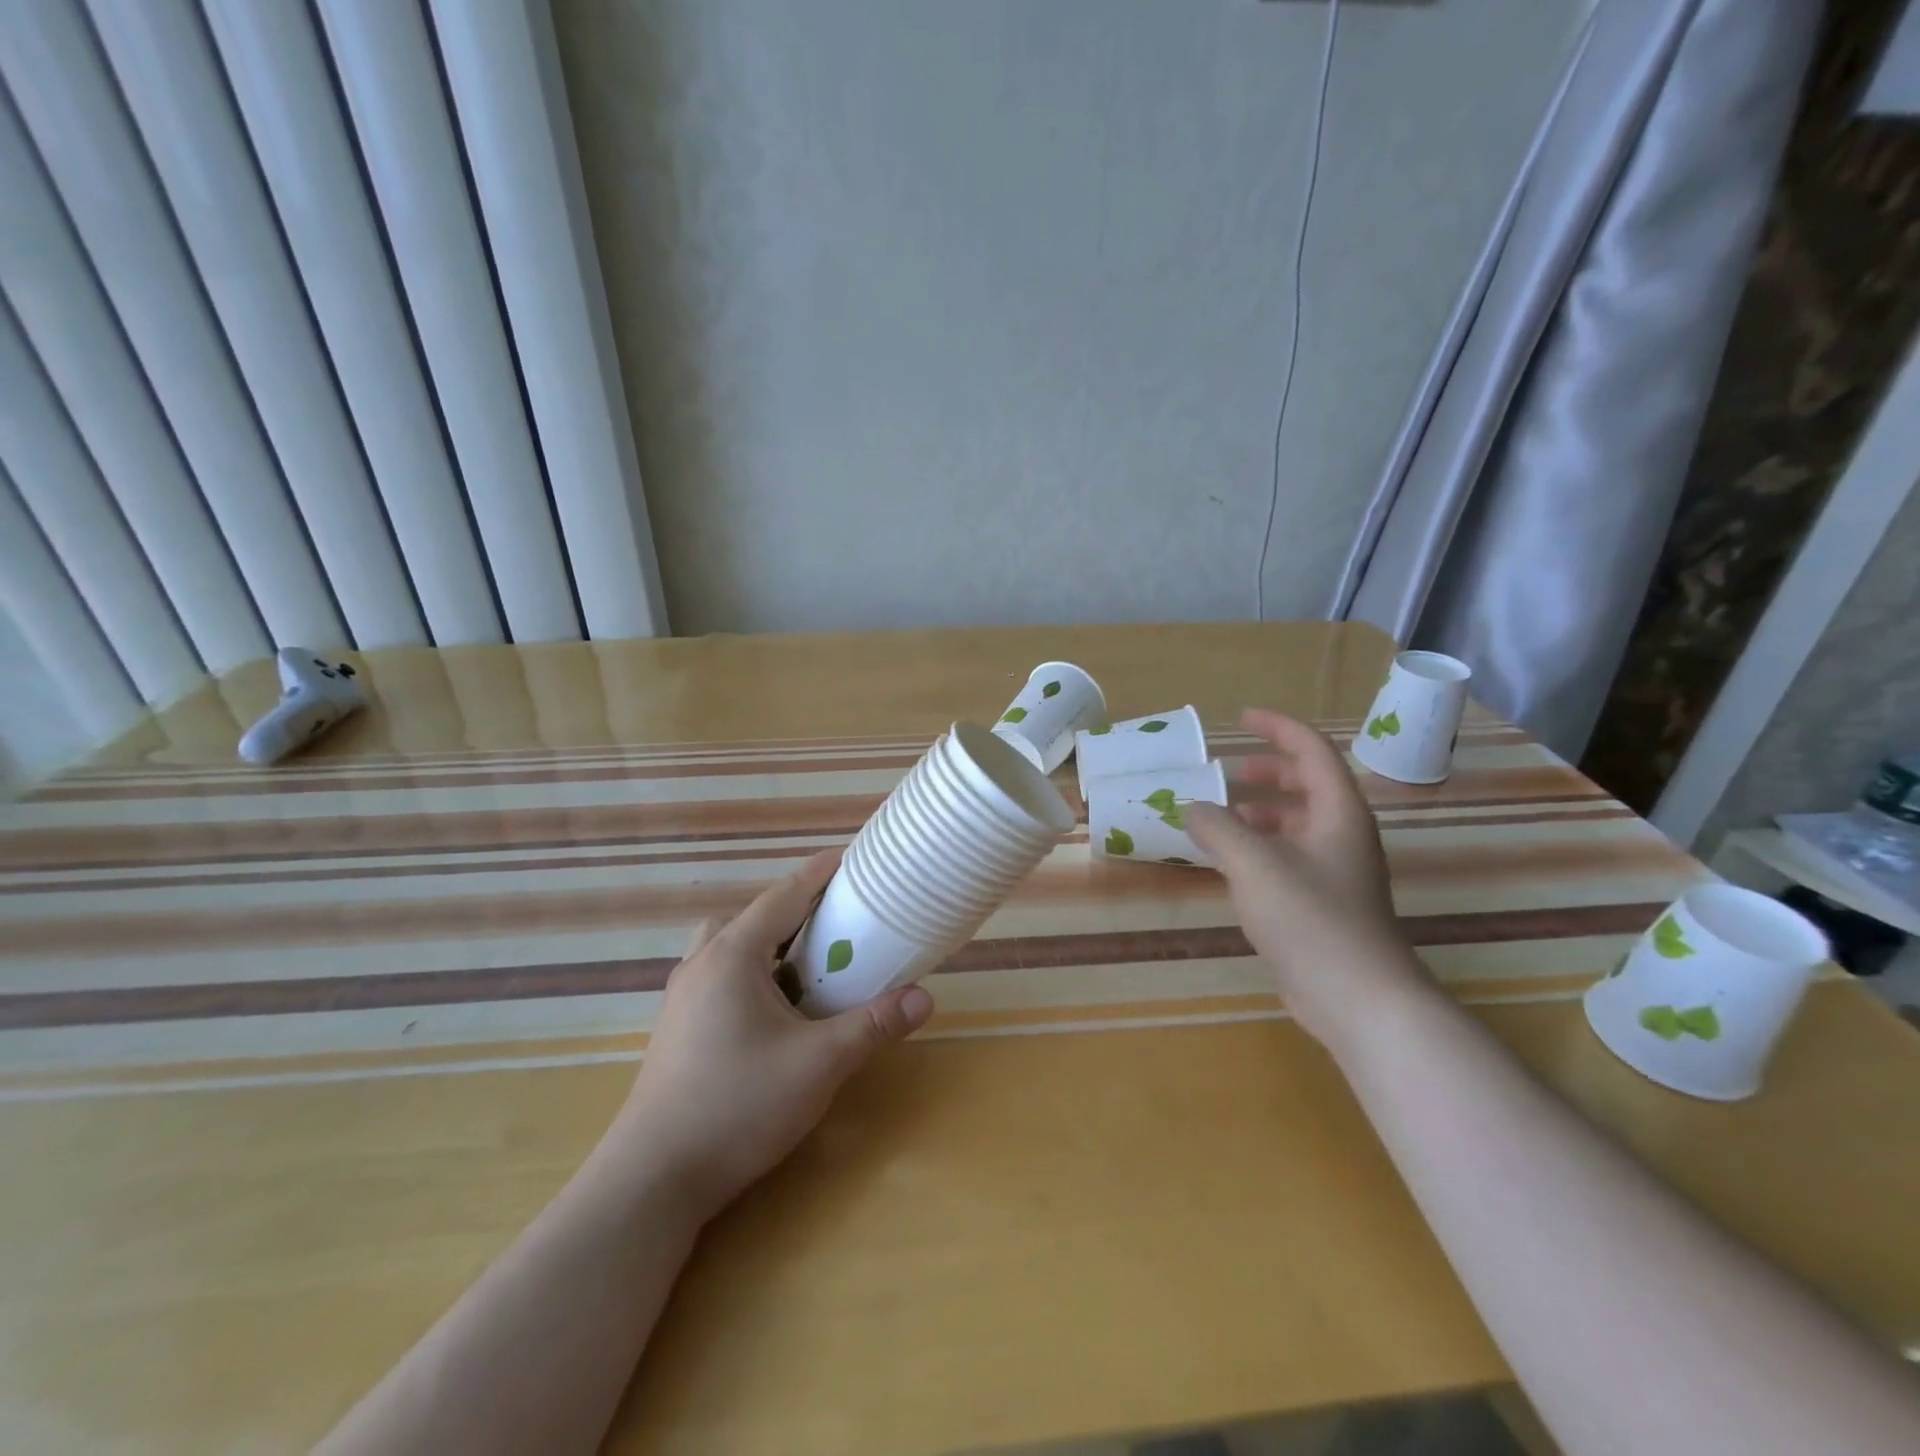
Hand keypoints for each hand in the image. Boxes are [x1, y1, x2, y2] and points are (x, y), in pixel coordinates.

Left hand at [608, 850, 933, 1219]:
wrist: (654, 1180)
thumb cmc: (738, 1106)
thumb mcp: (819, 1064)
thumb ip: (873, 1025)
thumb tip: (924, 997)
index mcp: (733, 955)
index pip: (784, 895)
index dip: (821, 873)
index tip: (854, 857)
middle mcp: (702, 963)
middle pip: (755, 916)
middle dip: (798, 909)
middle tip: (839, 920)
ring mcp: (683, 996)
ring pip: (732, 946)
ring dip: (771, 942)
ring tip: (809, 964)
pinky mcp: (678, 1026)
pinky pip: (721, 974)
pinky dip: (753, 971)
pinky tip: (776, 1008)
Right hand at [1185, 709, 1428, 1050]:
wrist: (1358, 998)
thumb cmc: (1310, 917)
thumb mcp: (1253, 863)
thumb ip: (1217, 828)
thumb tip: (1192, 808)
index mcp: (1338, 812)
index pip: (1312, 751)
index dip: (1278, 728)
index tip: (1242, 718)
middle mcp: (1343, 835)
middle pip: (1310, 785)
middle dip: (1271, 771)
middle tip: (1231, 771)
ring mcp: (1337, 872)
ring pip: (1299, 824)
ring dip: (1262, 812)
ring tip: (1223, 817)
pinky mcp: (1325, 905)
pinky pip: (1290, 857)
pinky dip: (1261, 847)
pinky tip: (1231, 865)